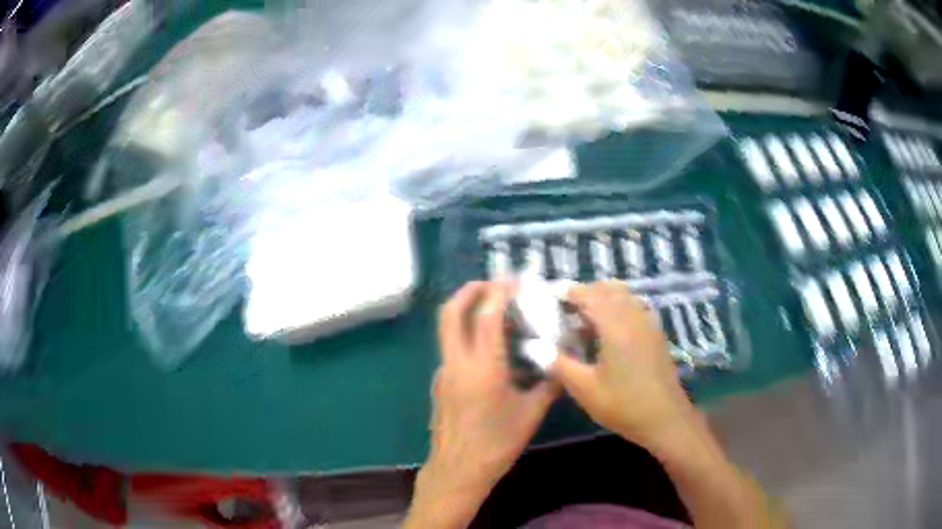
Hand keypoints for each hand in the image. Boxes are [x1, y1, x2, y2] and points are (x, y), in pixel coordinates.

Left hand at [424, 281, 558, 491]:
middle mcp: (456, 364)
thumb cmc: (496, 445)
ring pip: (448, 330)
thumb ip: (548, 385)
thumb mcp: (530, 414)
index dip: (499, 291)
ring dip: (467, 312)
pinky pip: (452, 349)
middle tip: (492, 283)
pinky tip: (489, 350)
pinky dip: (467, 336)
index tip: (512, 278)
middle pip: (450, 312)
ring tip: (495, 313)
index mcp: (482, 369)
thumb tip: (561, 364)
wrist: (457, 471)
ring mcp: (443, 372)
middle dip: (469, 290)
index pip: (487, 316)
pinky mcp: (439, 383)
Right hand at [551, 281, 694, 448]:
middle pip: (608, 289)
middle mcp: (634, 316)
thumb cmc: (623, 405)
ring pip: (624, 295)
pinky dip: (618, 307)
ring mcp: (648, 322)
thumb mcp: (584, 389)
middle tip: (565, 311)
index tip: (550, 299)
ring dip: (603, 299)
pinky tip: (608, 332)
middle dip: (585, 293)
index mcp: (615, 326)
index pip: (589, 295)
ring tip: (584, 320)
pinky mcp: (655, 332)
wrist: (665, 418)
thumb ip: (558, 364)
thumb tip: (532, 346)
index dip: (568, 292)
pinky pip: (634, 306)